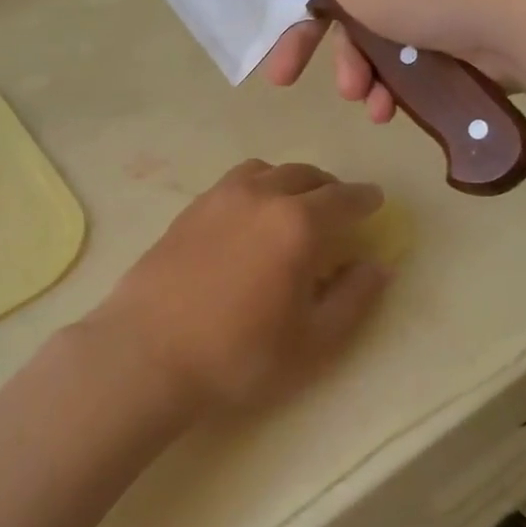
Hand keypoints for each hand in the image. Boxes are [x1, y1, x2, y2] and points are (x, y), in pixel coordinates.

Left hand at [86, 161, 390, 418]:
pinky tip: (250, 218)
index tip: (375, 202)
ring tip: (294, 207)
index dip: (365, 200)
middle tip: (338, 208)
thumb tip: (377, 266)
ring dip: (290, 182)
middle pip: (305, 176)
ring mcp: (219, 198)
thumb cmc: (239, 354)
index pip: (344, 199)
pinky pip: (234, 183)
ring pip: (266, 172)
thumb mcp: (313, 340)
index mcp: (298, 224)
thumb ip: (353, 298)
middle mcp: (261, 196)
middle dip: (329, 188)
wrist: (148, 353)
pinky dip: (256, 188)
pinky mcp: (189, 209)